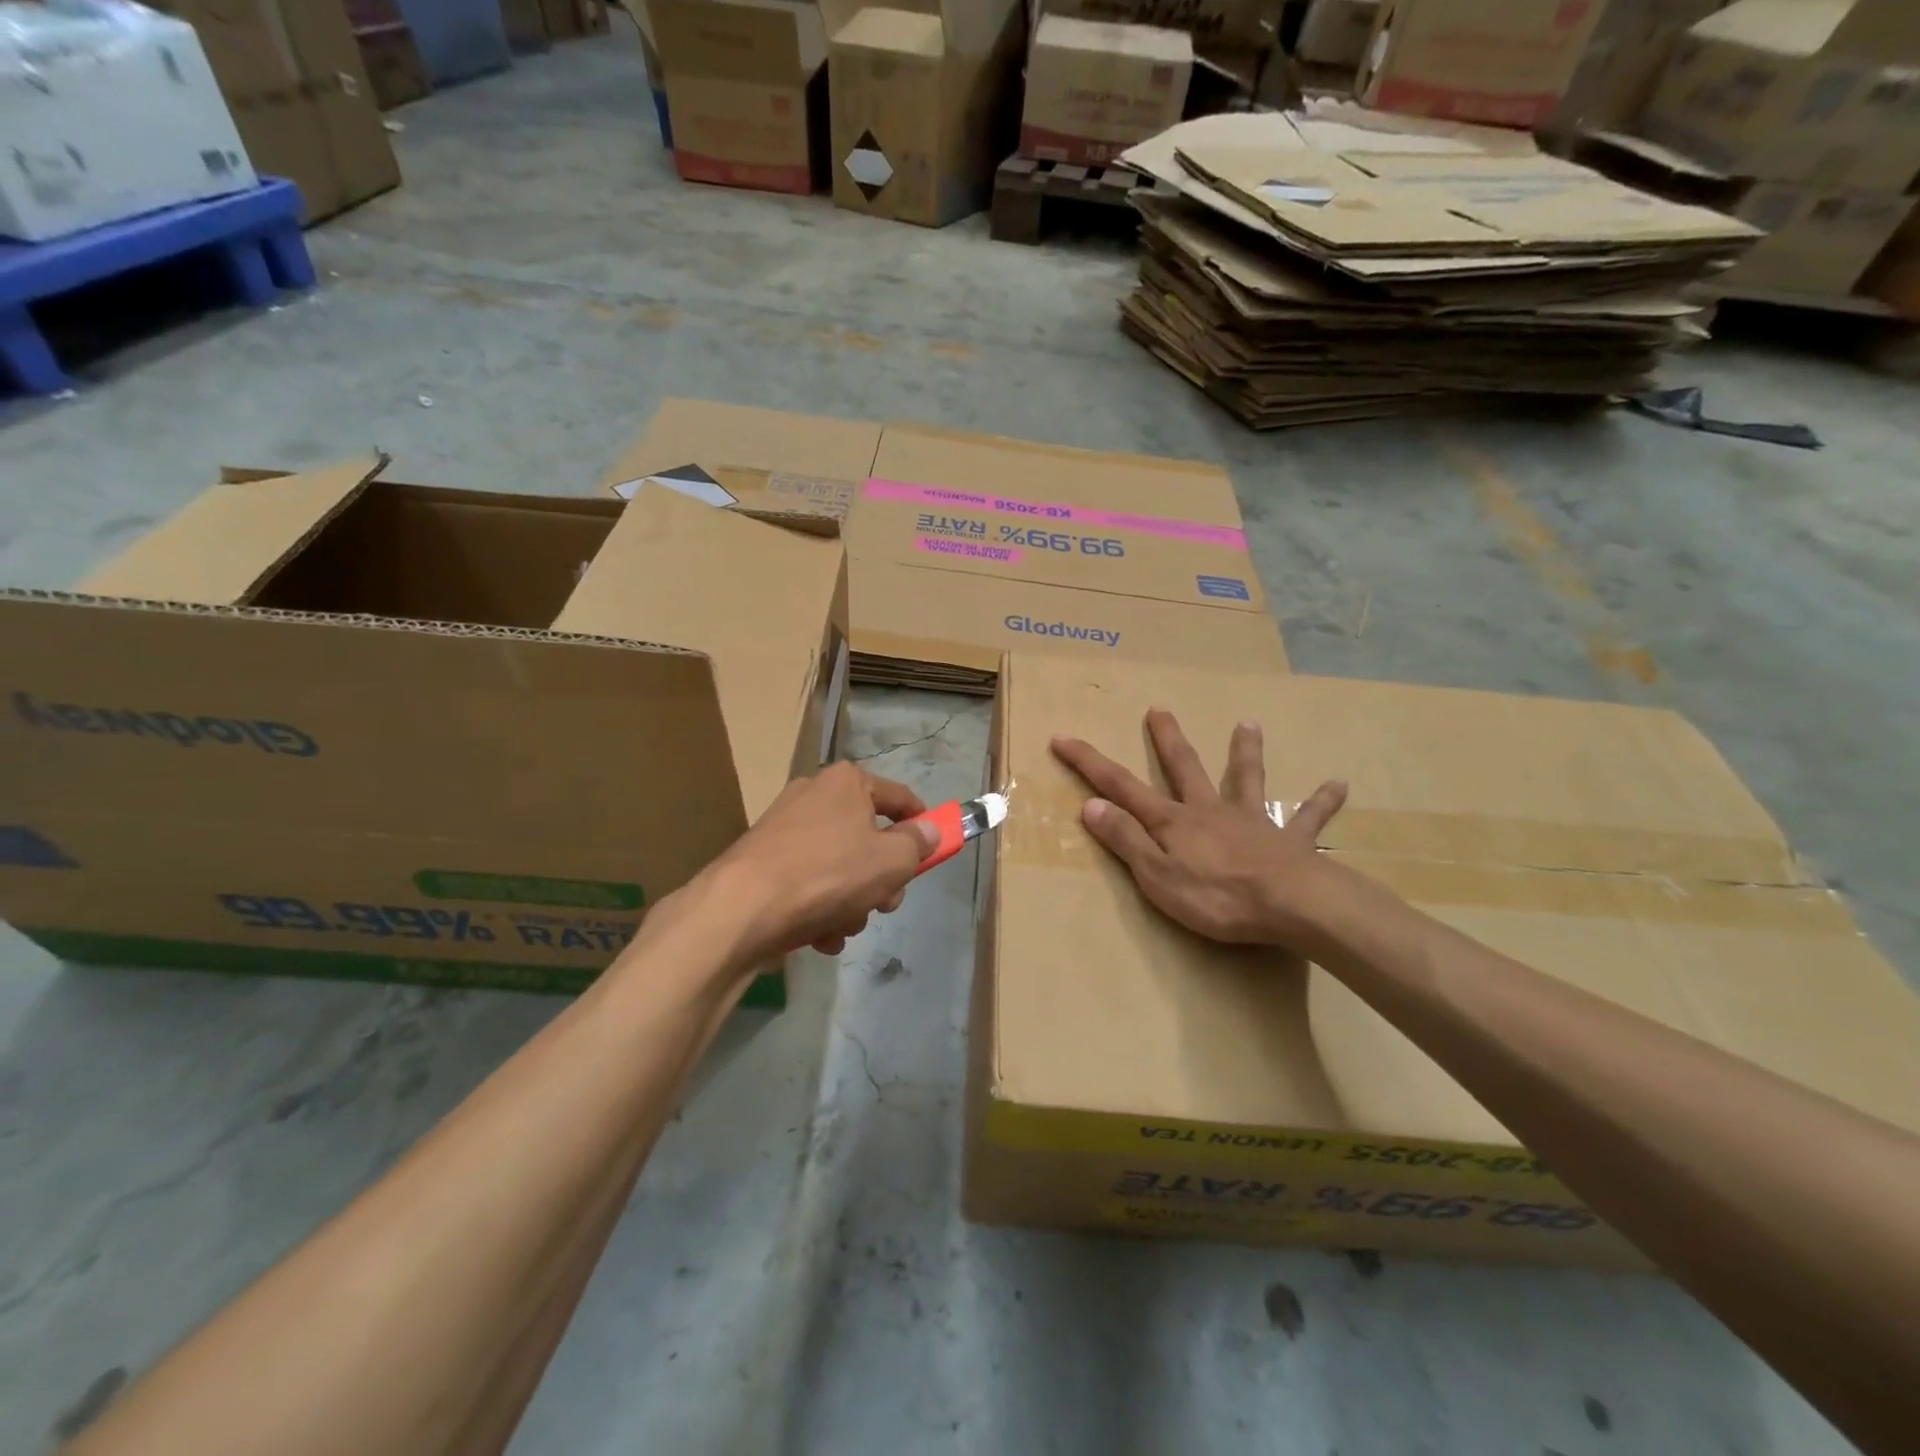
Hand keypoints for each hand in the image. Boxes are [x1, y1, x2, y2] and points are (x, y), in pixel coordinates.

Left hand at [703, 761, 937, 963]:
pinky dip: (819, 908)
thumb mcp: (891, 861)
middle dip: (881, 878)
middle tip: (884, 903)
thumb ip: (917, 844)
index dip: (922, 822)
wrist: (743, 908)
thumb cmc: (828, 874)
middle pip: (867, 838)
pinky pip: (809, 883)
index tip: (934, 848)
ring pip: (840, 867)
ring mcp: (785, 829)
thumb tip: (929, 830)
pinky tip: (819, 935)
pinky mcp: (764, 861)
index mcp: (847, 783)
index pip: (899, 797)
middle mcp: (814, 796)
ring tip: (843, 926)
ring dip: (850, 902)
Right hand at [1050, 709, 1346, 946]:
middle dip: (1168, 739)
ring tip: (1248, 723)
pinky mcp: (1291, 840)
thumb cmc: (1217, 897)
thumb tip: (1091, 805)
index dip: (1089, 763)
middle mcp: (1210, 811)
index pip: (1122, 787)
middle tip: (1159, 708)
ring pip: (1247, 779)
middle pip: (1184, 768)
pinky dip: (1321, 802)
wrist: (1292, 905)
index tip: (1063, 738)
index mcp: (1174, 822)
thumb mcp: (1156, 876)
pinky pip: (1309, 818)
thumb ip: (1125, 840)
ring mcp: (1253, 821)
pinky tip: (1338, 785)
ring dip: (1246, 752)